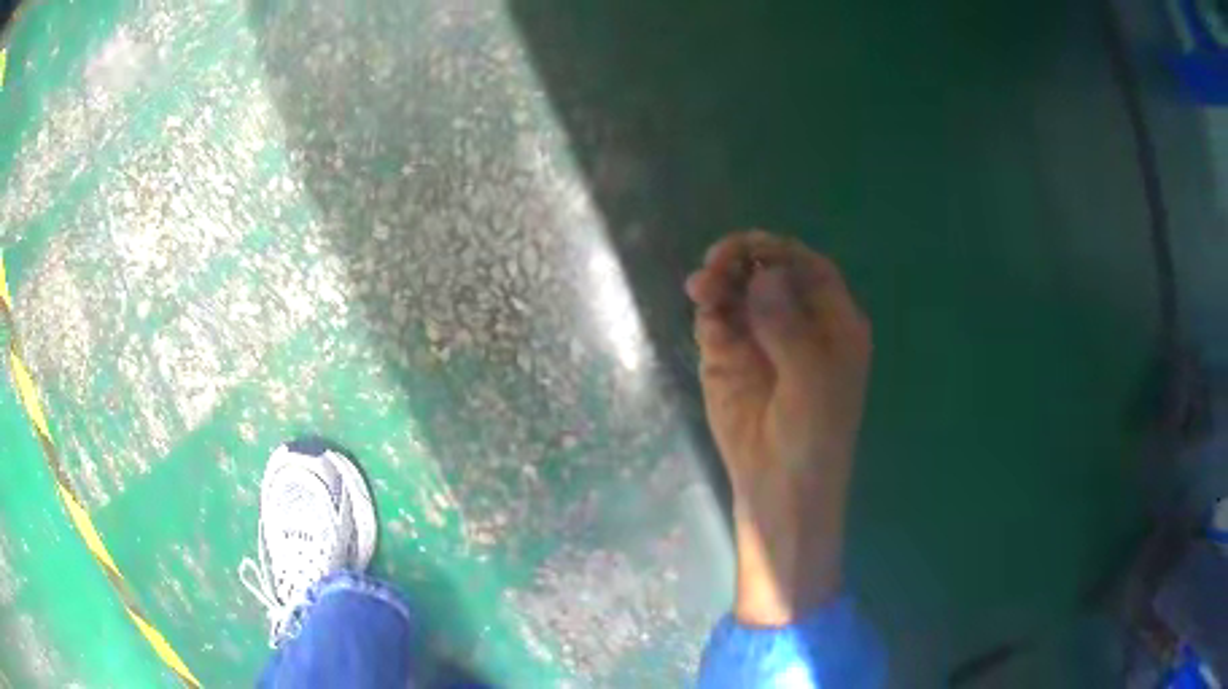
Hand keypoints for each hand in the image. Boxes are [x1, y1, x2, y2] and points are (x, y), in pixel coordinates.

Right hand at [686, 230, 871, 626]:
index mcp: (832, 323)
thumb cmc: (813, 436)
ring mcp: (761, 340)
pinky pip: (718, 323)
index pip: (808, 268)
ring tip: (701, 288)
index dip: (779, 251)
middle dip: (742, 262)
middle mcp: (797, 323)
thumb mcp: (811, 379)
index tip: (747, 248)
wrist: (779, 489)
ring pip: (738, 294)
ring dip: (719, 283)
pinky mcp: (729, 359)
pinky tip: (707, 318)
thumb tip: (763, 276)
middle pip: (769, 274)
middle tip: (715, 263)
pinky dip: (710, 313)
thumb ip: (787, 325)